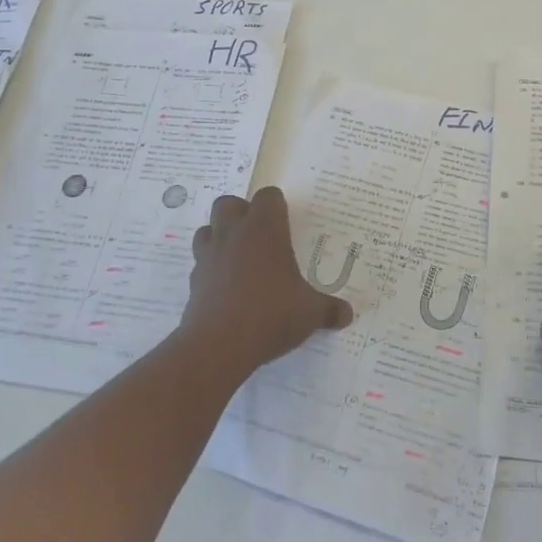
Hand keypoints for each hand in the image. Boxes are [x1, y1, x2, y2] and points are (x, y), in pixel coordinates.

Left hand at [184, 188, 353, 374]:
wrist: (218, 345)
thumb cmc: (270, 315)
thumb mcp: (310, 313)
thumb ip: (329, 309)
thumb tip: (347, 314)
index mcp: (264, 230)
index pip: (268, 196)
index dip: (277, 205)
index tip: (286, 222)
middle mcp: (233, 234)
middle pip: (229, 203)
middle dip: (241, 213)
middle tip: (259, 235)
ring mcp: (209, 256)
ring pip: (207, 229)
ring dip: (220, 236)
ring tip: (239, 257)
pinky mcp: (193, 281)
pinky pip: (200, 262)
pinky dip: (212, 268)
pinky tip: (227, 287)